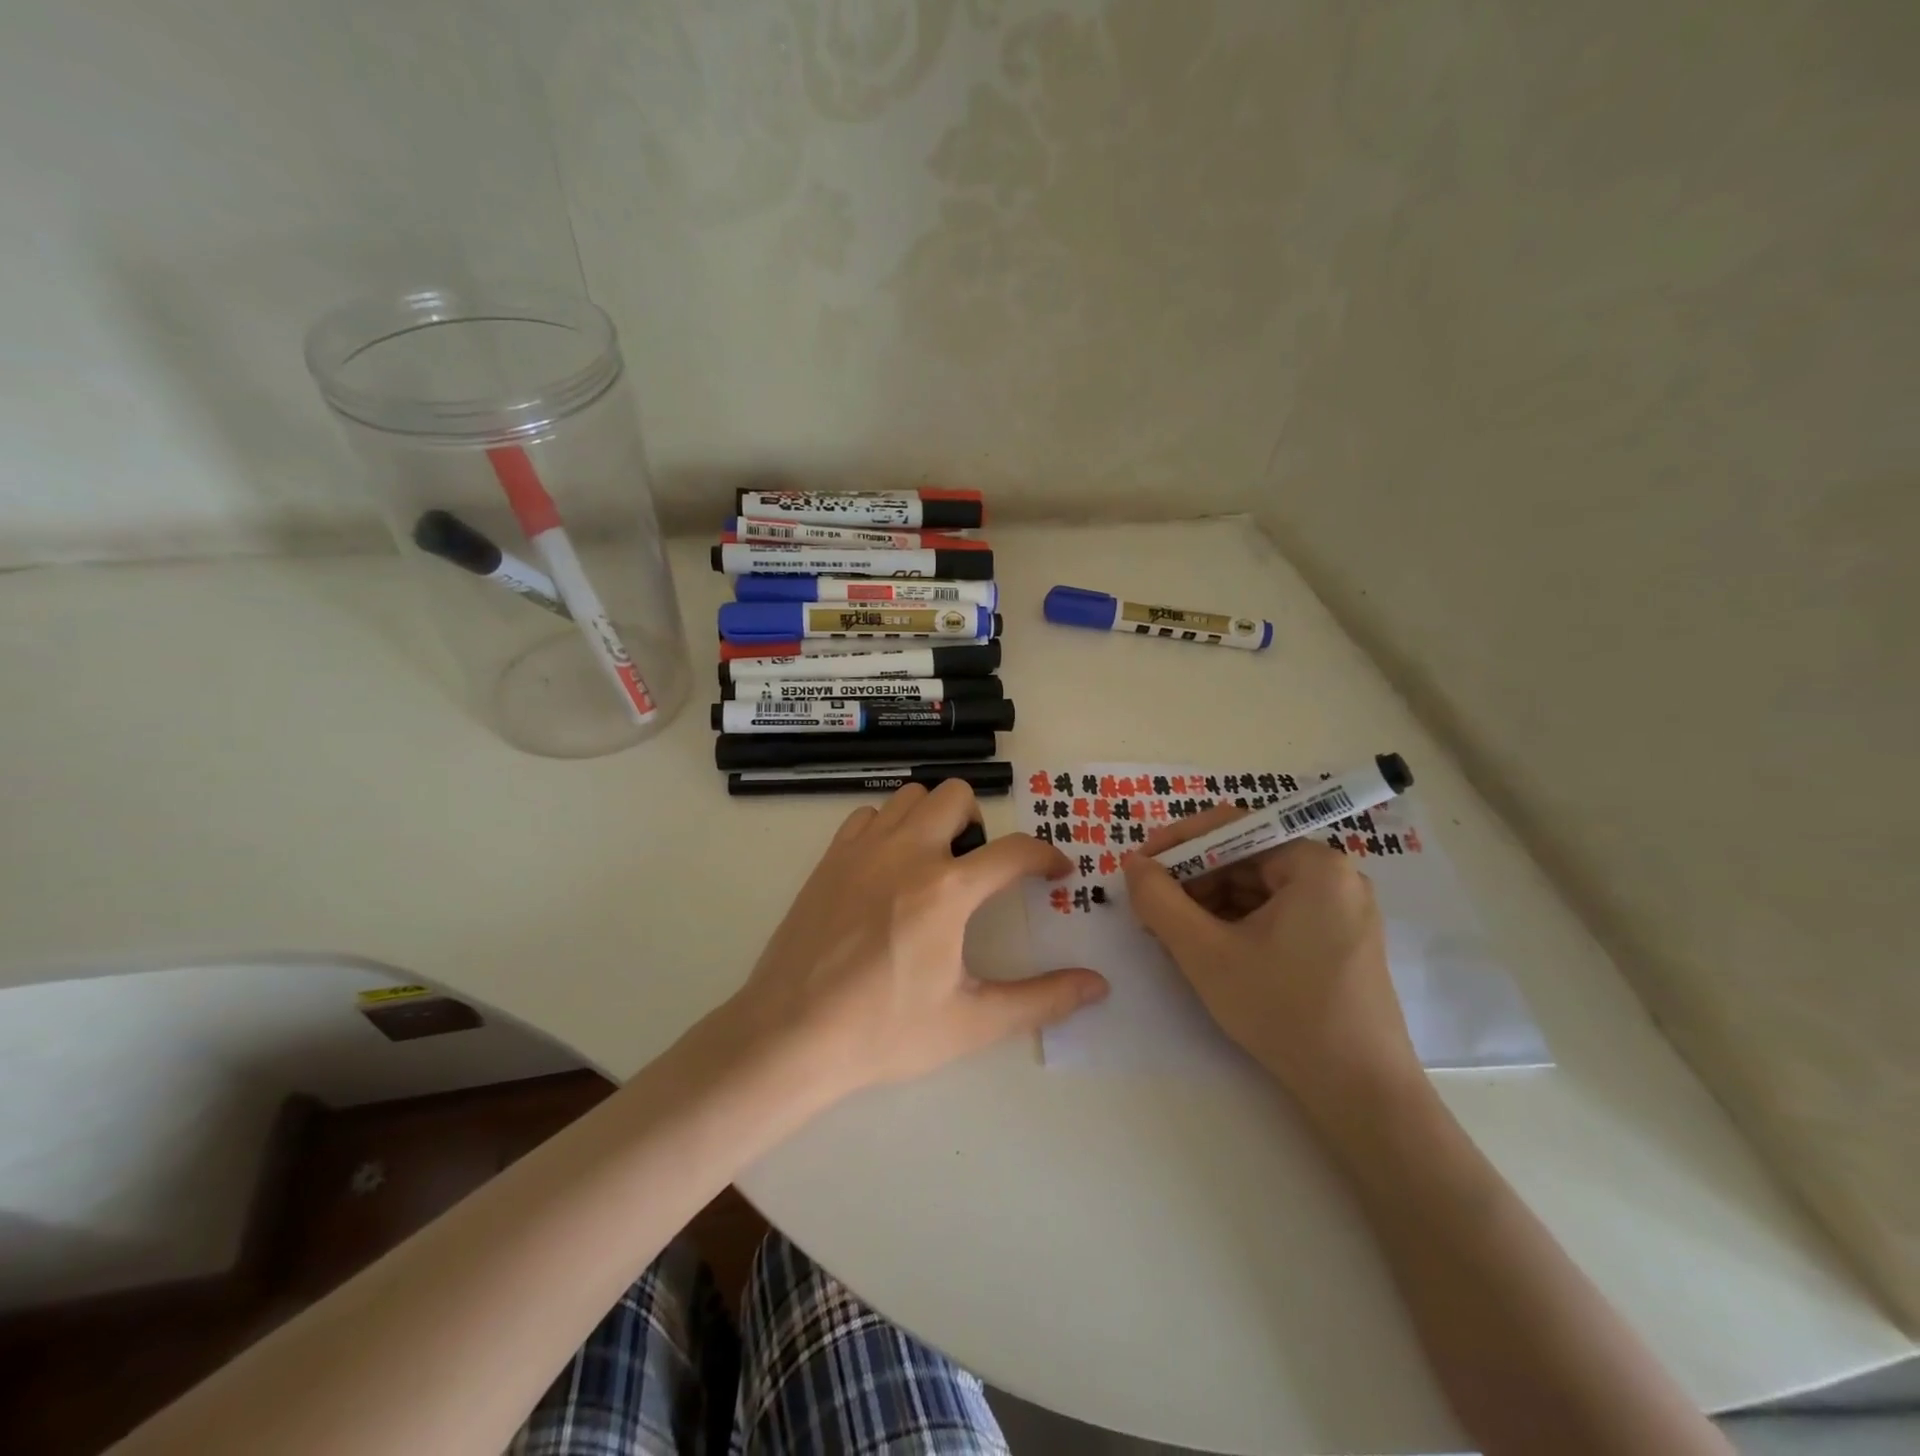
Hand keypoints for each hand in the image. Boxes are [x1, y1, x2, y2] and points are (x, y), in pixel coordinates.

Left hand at [733, 780, 1108, 1098]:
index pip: (1015, 851)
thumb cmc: (884, 1032)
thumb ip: (1041, 999)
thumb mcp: (971, 1022)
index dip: (1046, 856)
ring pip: (911, 796)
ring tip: (935, 863)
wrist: (790, 1035)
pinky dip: (889, 827)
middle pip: (958, 795)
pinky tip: (888, 869)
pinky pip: (869, 815)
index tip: (1056, 872)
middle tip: (979, 868)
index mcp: (947, 889)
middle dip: (981, 824)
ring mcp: (862, 849)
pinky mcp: (830, 858)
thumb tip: (1098, 986)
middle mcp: (906, 852)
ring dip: (934, 818)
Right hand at [1122, 806, 1418, 1120]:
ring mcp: (1341, 909)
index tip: (1138, 867)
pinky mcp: (1339, 940)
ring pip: (1256, 888)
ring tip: (1173, 937)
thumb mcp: (1205, 953)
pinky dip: (1236, 924)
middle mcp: (1335, 875)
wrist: (1361, 1095)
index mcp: (1314, 864)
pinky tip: (1208, 950)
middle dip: (1192, 881)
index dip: (1177, 843)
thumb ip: (1159, 900)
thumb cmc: (1282, 1012)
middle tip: (1151, 911)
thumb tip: (1132, 864)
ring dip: (1209, 905)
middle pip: (1244, 858)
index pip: (1232, 828)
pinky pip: (1276, 913)